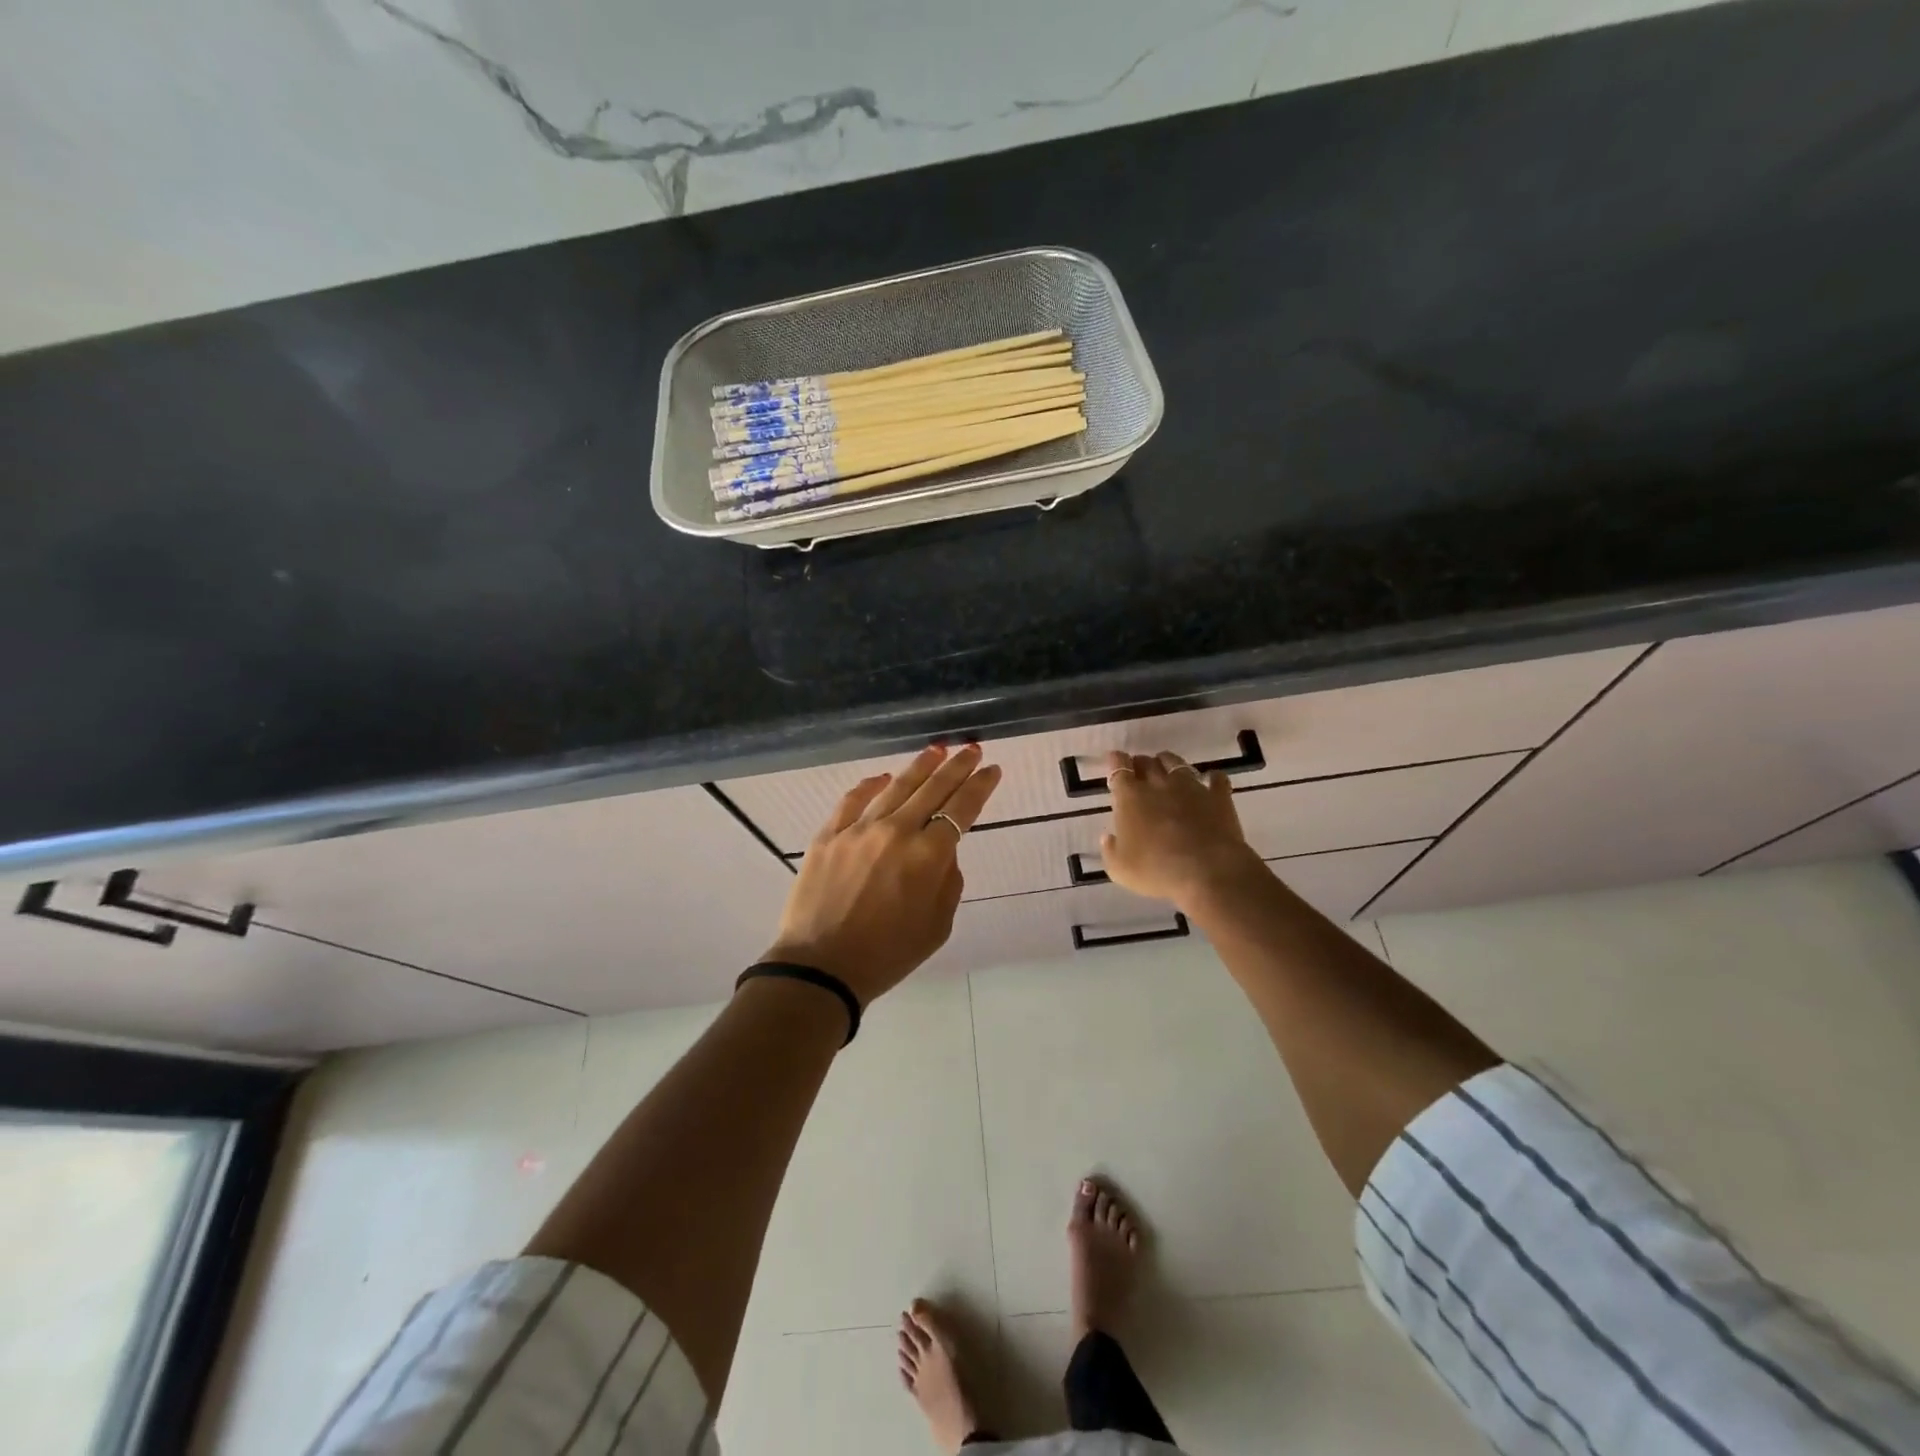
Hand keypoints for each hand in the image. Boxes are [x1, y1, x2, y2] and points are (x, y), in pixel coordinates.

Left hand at [762, 744, 1001, 1005]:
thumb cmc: (887, 955)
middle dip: (956, 766)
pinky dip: (870, 786)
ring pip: (895, 787)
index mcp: (928, 856)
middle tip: (971, 749)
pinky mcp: (828, 835)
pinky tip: (881, 777)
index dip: (980, 786)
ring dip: (919, 767)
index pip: (961, 809)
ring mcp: (859, 830)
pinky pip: (852, 800)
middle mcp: (896, 832)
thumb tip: (943, 852)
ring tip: (936, 750)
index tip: (992, 770)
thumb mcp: (937, 927)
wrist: (821, 967)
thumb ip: (948, 882)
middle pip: (932, 788)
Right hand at [1098, 751, 1265, 909]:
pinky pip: (1216, 779)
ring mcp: (1191, 787)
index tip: (1114, 759)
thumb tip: (1107, 838)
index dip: (1116, 761)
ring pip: (1176, 763)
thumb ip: (1110, 851)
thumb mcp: (1120, 869)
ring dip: (1168, 763)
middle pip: (1147, 762)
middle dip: (1140, 763)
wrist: (1208, 871)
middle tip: (1138, 771)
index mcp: (1130, 797)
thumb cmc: (1156, 870)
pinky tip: (1210, 782)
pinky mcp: (1218, 797)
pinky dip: (1211, 779)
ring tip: (1167, 770)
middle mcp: (1159, 784)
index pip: (1119, 768)